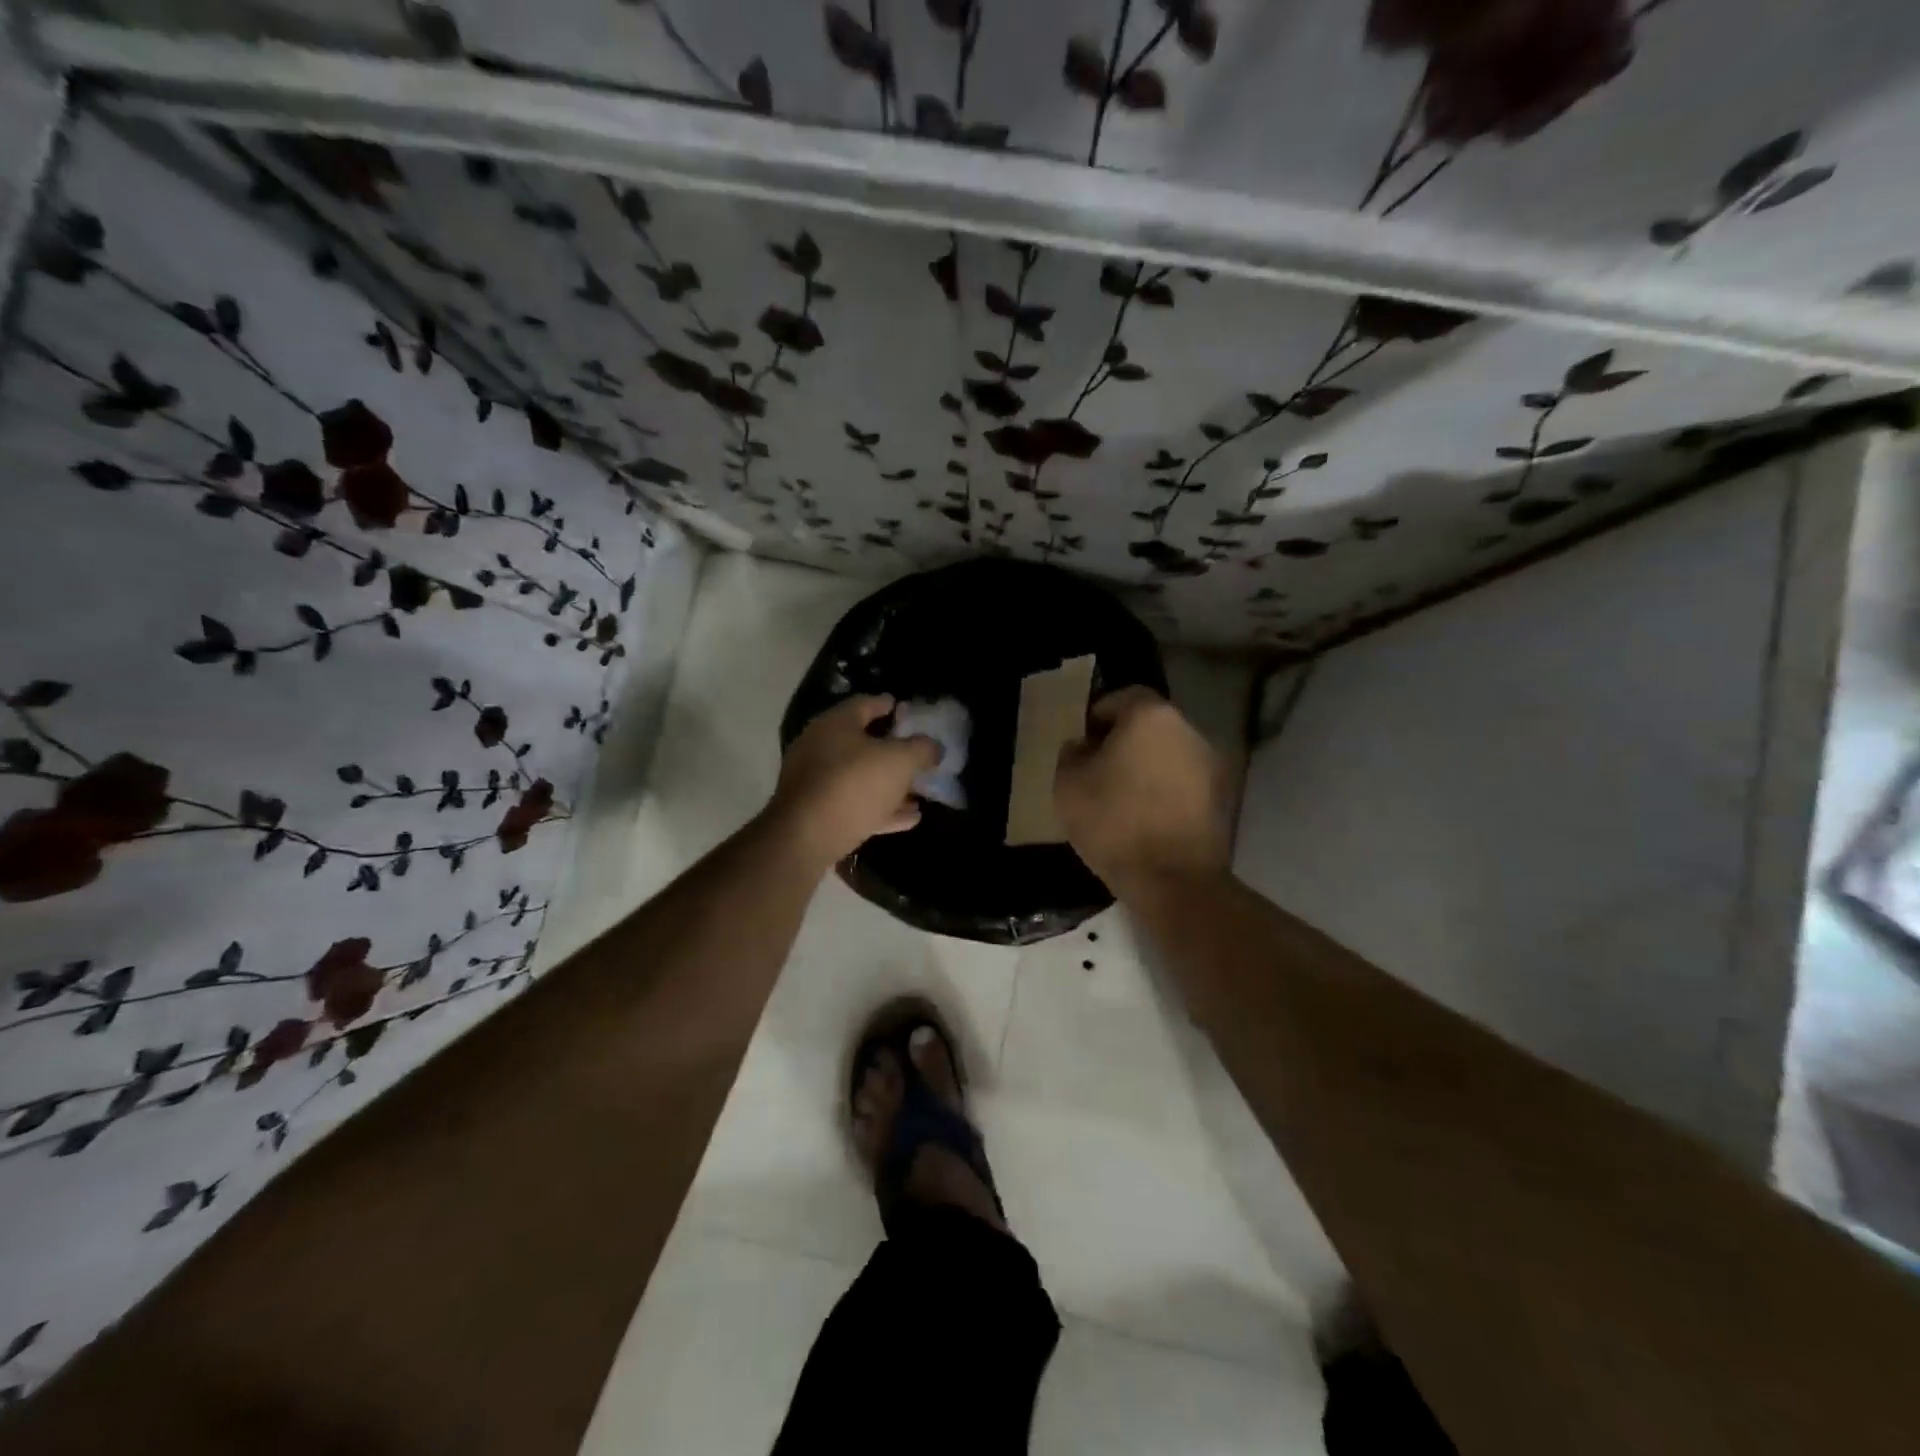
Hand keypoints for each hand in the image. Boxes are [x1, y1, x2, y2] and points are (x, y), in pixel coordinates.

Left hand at [765, 695, 939, 869]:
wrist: (806, 838)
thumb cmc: (854, 785)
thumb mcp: (899, 761)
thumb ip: (921, 749)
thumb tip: (934, 746)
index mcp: (835, 724)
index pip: (866, 704)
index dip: (889, 705)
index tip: (908, 710)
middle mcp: (820, 747)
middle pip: (862, 743)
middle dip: (892, 750)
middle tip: (918, 755)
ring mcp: (816, 782)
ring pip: (860, 778)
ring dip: (890, 785)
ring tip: (919, 792)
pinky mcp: (817, 814)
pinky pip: (856, 805)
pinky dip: (882, 809)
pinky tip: (909, 818)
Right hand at [1055, 687, 1230, 893]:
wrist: (1173, 880)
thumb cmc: (1114, 822)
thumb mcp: (1068, 785)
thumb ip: (1071, 754)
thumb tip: (1083, 746)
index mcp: (1150, 716)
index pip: (1122, 697)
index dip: (1098, 716)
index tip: (1083, 742)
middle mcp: (1188, 730)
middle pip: (1150, 725)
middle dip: (1125, 742)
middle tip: (1099, 769)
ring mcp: (1211, 764)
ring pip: (1169, 754)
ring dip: (1148, 767)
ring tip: (1123, 797)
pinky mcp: (1223, 798)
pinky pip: (1184, 783)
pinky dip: (1166, 791)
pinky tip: (1147, 817)